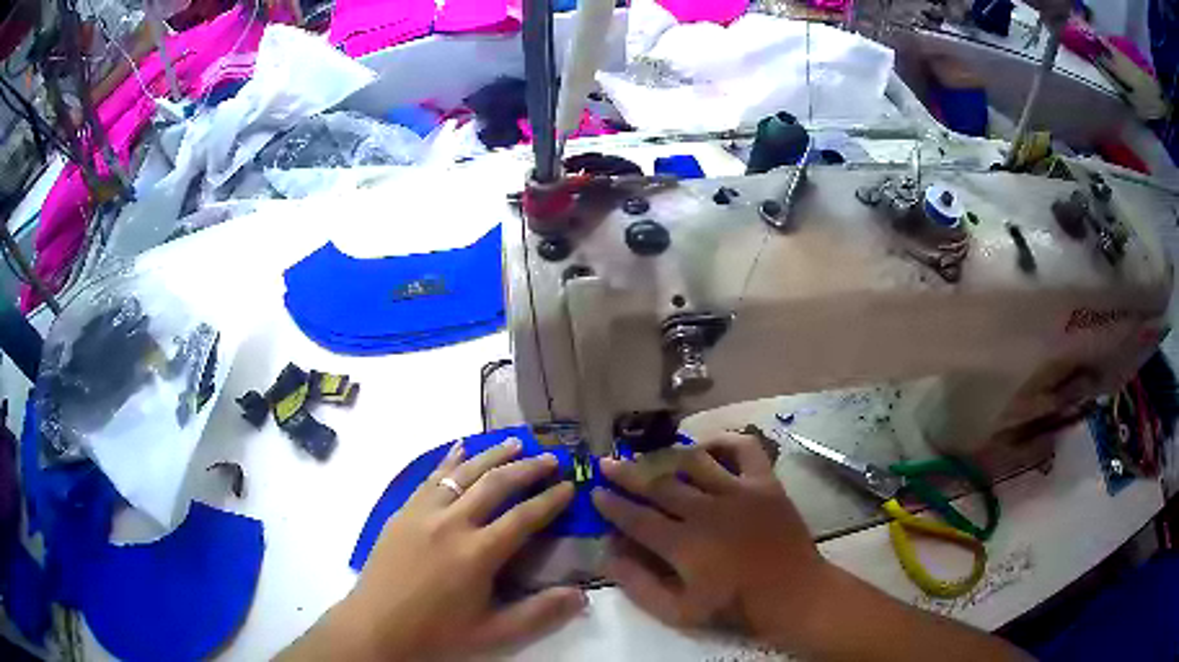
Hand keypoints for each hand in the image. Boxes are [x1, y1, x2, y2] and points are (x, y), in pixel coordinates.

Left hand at [323, 438, 584, 659]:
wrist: (376, 627)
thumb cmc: (437, 634)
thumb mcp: (493, 633)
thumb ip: (538, 614)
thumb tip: (581, 595)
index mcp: (477, 553)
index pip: (523, 518)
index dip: (550, 500)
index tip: (571, 485)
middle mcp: (452, 523)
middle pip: (496, 484)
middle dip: (527, 468)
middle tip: (552, 457)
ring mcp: (423, 513)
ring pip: (463, 473)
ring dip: (492, 455)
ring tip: (515, 442)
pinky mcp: (403, 512)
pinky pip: (430, 478)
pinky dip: (449, 460)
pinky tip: (460, 448)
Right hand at [593, 433, 831, 642]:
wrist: (794, 594)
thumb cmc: (736, 607)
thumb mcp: (679, 612)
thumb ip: (640, 585)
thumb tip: (610, 555)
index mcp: (684, 544)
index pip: (636, 518)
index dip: (612, 504)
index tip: (595, 492)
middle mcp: (706, 510)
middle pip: (658, 484)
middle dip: (627, 473)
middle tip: (606, 462)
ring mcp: (738, 491)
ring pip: (693, 462)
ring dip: (666, 456)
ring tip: (650, 455)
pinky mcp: (765, 483)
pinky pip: (743, 448)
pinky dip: (723, 441)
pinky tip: (707, 448)